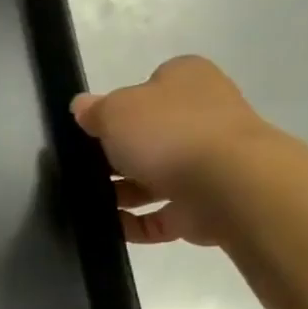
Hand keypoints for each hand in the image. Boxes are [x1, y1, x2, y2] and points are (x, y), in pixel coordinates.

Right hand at [70, 56, 273, 246]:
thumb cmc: (169, 133)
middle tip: (80, 169)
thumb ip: (95, 110)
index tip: (92, 129)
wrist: (227, 185)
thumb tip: (82, 106)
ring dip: (120, 193)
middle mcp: (202, 117)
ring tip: (85, 202)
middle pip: (148, 136)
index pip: (149, 87)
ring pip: (152, 178)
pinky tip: (106, 227)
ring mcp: (205, 164)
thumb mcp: (116, 110)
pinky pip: (157, 217)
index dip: (119, 107)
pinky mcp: (201, 205)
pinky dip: (131, 224)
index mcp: (187, 81)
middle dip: (115, 156)